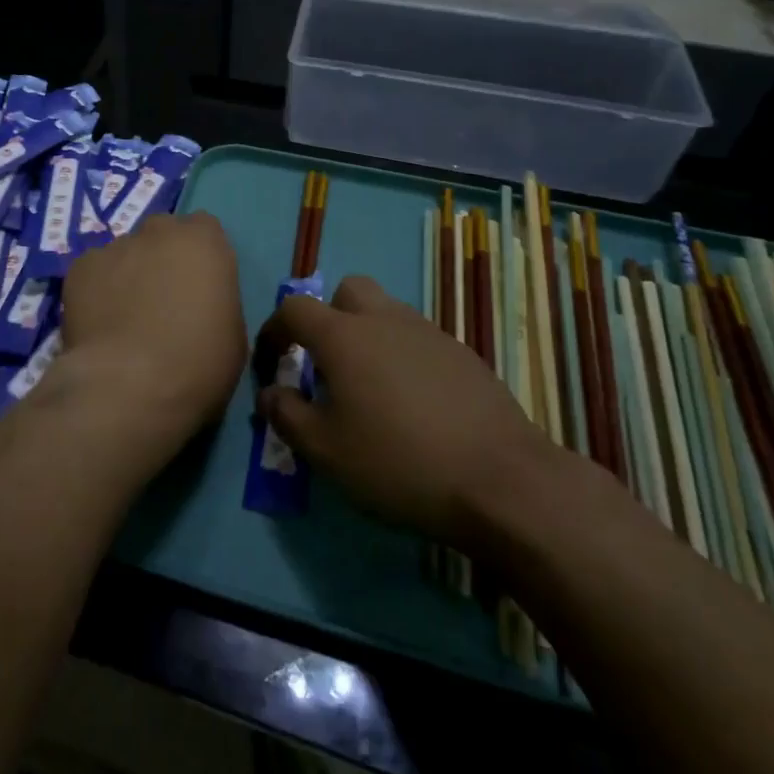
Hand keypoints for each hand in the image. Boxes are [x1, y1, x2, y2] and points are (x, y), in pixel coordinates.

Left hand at [47, 213, 246, 458]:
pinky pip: (94, 272)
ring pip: (125, 252)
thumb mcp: (232, 334)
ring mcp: (115, 247)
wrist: (128, 387)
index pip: (204, 229)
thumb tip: (200, 305)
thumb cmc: (197, 365)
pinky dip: (97, 289)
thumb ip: (217, 301)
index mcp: (203, 242)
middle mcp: (159, 232)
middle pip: (162, 233)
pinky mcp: (80, 268)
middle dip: (163, 256)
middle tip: (162, 298)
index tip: (199, 284)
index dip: (200, 256)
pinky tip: (99, 322)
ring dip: (129, 273)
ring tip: (124, 316)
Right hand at [256, 275, 560, 552]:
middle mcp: (384, 319)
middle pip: (347, 291)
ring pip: (387, 313)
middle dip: (329, 316)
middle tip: (328, 363)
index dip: (274, 331)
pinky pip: (418, 339)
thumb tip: (270, 393)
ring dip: (368, 335)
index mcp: (343, 336)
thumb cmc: (399, 462)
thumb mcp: (326, 451)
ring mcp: (429, 333)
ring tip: (371, 387)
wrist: (502, 481)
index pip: (293, 310)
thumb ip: (287, 416)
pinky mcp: (463, 354)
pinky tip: (414, 403)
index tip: (271, 364)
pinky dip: (403, 356)